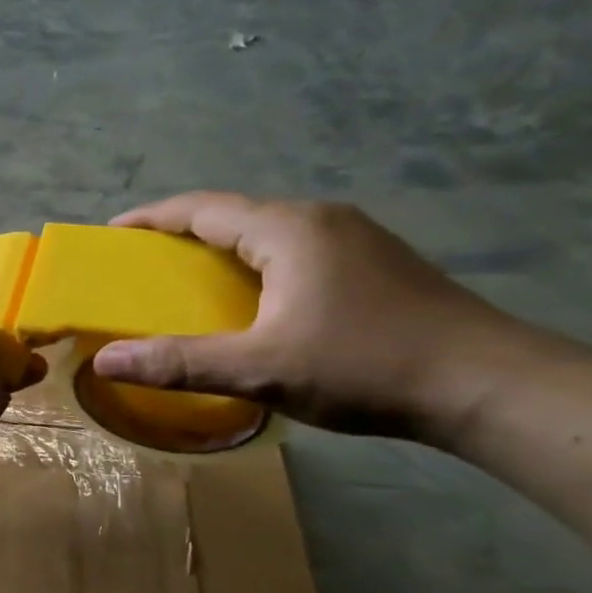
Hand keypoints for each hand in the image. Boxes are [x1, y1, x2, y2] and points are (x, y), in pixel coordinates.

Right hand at [92, 192, 533, 439]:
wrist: (486, 384)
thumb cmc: (364, 366)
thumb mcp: (261, 368)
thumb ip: (179, 363)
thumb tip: (105, 361)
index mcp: (288, 229)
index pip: (202, 208)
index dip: (151, 218)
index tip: (112, 234)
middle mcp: (320, 219)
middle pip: (234, 215)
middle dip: (182, 235)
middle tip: (143, 265)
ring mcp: (354, 239)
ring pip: (267, 234)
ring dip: (222, 251)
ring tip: (188, 282)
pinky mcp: (374, 263)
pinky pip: (295, 251)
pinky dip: (256, 266)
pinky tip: (253, 300)